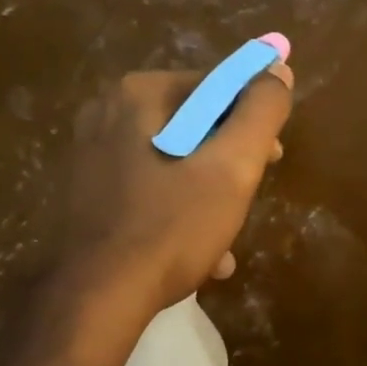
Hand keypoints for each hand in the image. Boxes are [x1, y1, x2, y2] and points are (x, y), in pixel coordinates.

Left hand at [59, 57, 293, 316]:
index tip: (272, 158)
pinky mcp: (87, 192)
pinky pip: (148, 188)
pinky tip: (198, 251)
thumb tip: (278, 68)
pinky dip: (177, 211)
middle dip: (230, 161)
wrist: (97, 297)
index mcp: (140, 94)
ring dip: (207, 192)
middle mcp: (108, 112)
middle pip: (194, 124)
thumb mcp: (232, 166)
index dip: (253, 120)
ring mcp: (92, 154)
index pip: (217, 87)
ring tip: (226, 236)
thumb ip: (261, 111)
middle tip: (250, 196)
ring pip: (174, 160)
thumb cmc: (172, 226)